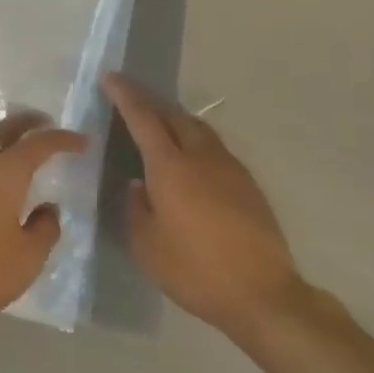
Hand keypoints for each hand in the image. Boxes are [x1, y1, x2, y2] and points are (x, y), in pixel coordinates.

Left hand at [0, 113, 87, 329]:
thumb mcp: (26, 259)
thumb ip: (44, 229)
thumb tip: (48, 207)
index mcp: (4, 173)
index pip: (38, 144)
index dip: (62, 139)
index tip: (82, 141)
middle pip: (3, 130)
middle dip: (27, 122)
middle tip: (45, 122)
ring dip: (2, 137)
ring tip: (18, 146)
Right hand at [101, 73, 304, 337]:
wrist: (264, 295)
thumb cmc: (195, 270)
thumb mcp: (147, 246)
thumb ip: (136, 208)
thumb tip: (138, 186)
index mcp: (170, 167)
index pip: (142, 117)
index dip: (124, 94)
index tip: (109, 77)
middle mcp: (200, 157)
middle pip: (173, 114)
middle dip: (149, 101)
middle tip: (129, 97)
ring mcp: (229, 168)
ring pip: (197, 128)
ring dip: (174, 118)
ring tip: (158, 122)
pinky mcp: (247, 184)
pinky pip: (213, 147)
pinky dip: (193, 139)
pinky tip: (189, 158)